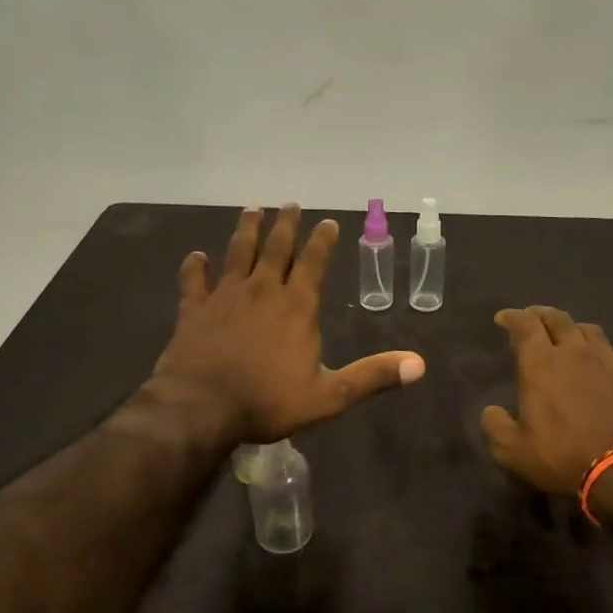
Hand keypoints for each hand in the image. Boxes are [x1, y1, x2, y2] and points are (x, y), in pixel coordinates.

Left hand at [153, 204, 425, 443]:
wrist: (201, 408)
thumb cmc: (267, 402)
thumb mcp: (329, 396)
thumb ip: (372, 376)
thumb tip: (419, 365)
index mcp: (297, 306)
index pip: (314, 262)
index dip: (322, 240)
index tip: (328, 221)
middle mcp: (262, 290)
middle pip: (276, 248)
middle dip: (285, 225)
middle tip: (290, 204)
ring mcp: (225, 296)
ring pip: (237, 253)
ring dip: (246, 230)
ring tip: (252, 210)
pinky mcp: (194, 309)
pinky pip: (194, 281)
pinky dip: (195, 266)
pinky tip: (196, 256)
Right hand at [481, 306, 612, 496]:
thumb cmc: (563, 458)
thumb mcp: (513, 452)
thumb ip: (496, 427)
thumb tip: (491, 411)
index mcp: (541, 364)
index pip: (525, 325)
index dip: (512, 317)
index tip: (503, 319)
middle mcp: (575, 353)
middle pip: (558, 318)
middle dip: (541, 314)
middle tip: (532, 318)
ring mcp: (610, 362)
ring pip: (590, 330)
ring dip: (574, 329)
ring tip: (568, 336)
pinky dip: (607, 354)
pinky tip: (606, 363)